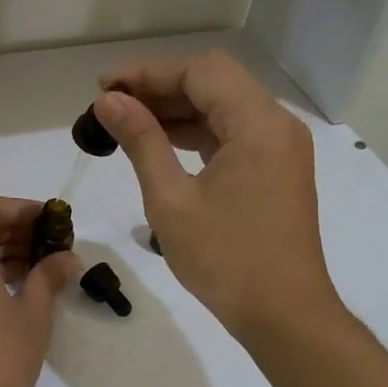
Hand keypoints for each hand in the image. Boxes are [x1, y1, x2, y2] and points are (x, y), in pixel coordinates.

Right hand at [94, 51, 347, 345]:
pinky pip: (232, 132)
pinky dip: (196, 131)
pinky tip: (160, 142)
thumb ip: (141, 141)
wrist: (284, 315)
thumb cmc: (225, 259)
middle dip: (160, 85)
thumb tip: (108, 102)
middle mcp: (276, 124)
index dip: (148, 73)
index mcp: (258, 124)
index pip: (200, 72)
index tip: (104, 88)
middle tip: (112, 103)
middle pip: (214, 81)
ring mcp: (279, 147)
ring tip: (126, 121)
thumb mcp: (171, 199)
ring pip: (223, 105)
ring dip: (176, 108)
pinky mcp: (275, 168)